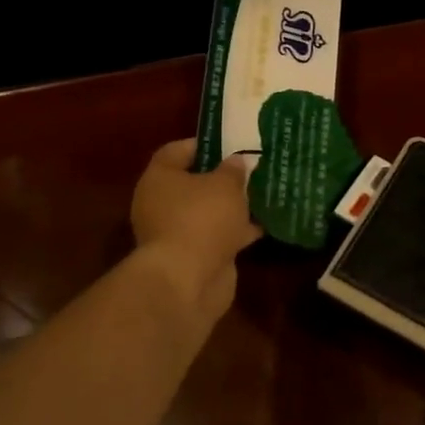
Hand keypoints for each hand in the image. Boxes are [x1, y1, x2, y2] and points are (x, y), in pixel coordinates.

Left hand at [130, 140, 261, 320]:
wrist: (188, 280)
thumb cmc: (201, 219)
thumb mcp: (224, 185)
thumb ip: (232, 171)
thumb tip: (235, 162)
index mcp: (159, 178)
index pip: (176, 151)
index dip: (202, 145)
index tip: (229, 144)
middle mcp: (162, 204)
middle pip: (194, 184)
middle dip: (222, 179)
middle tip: (251, 170)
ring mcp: (178, 233)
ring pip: (209, 213)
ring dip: (233, 207)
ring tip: (264, 195)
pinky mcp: (195, 258)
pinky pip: (219, 237)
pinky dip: (238, 232)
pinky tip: (265, 225)